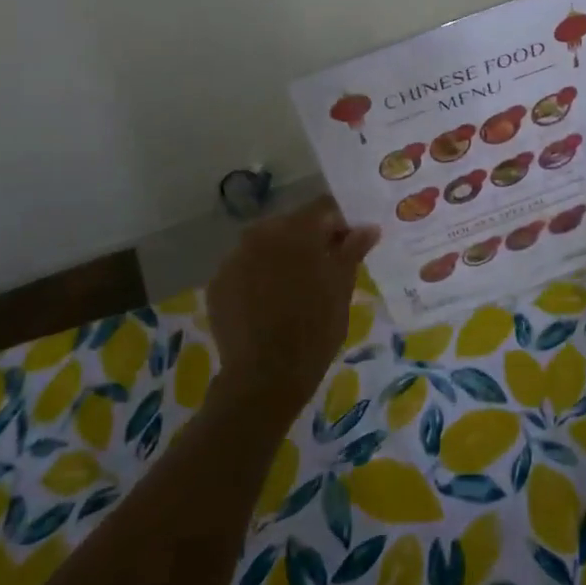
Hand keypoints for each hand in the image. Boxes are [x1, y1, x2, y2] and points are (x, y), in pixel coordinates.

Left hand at [205, 196, 379, 422]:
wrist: (265, 376)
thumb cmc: (315, 329)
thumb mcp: (341, 288)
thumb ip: (352, 251)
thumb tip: (367, 228)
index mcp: (297, 230)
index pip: (324, 208)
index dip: (340, 224)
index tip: (350, 246)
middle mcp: (261, 233)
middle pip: (292, 225)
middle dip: (309, 240)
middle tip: (324, 270)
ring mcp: (234, 257)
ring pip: (265, 245)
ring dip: (281, 257)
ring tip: (294, 290)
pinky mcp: (217, 283)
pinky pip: (244, 268)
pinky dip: (257, 278)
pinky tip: (268, 304)